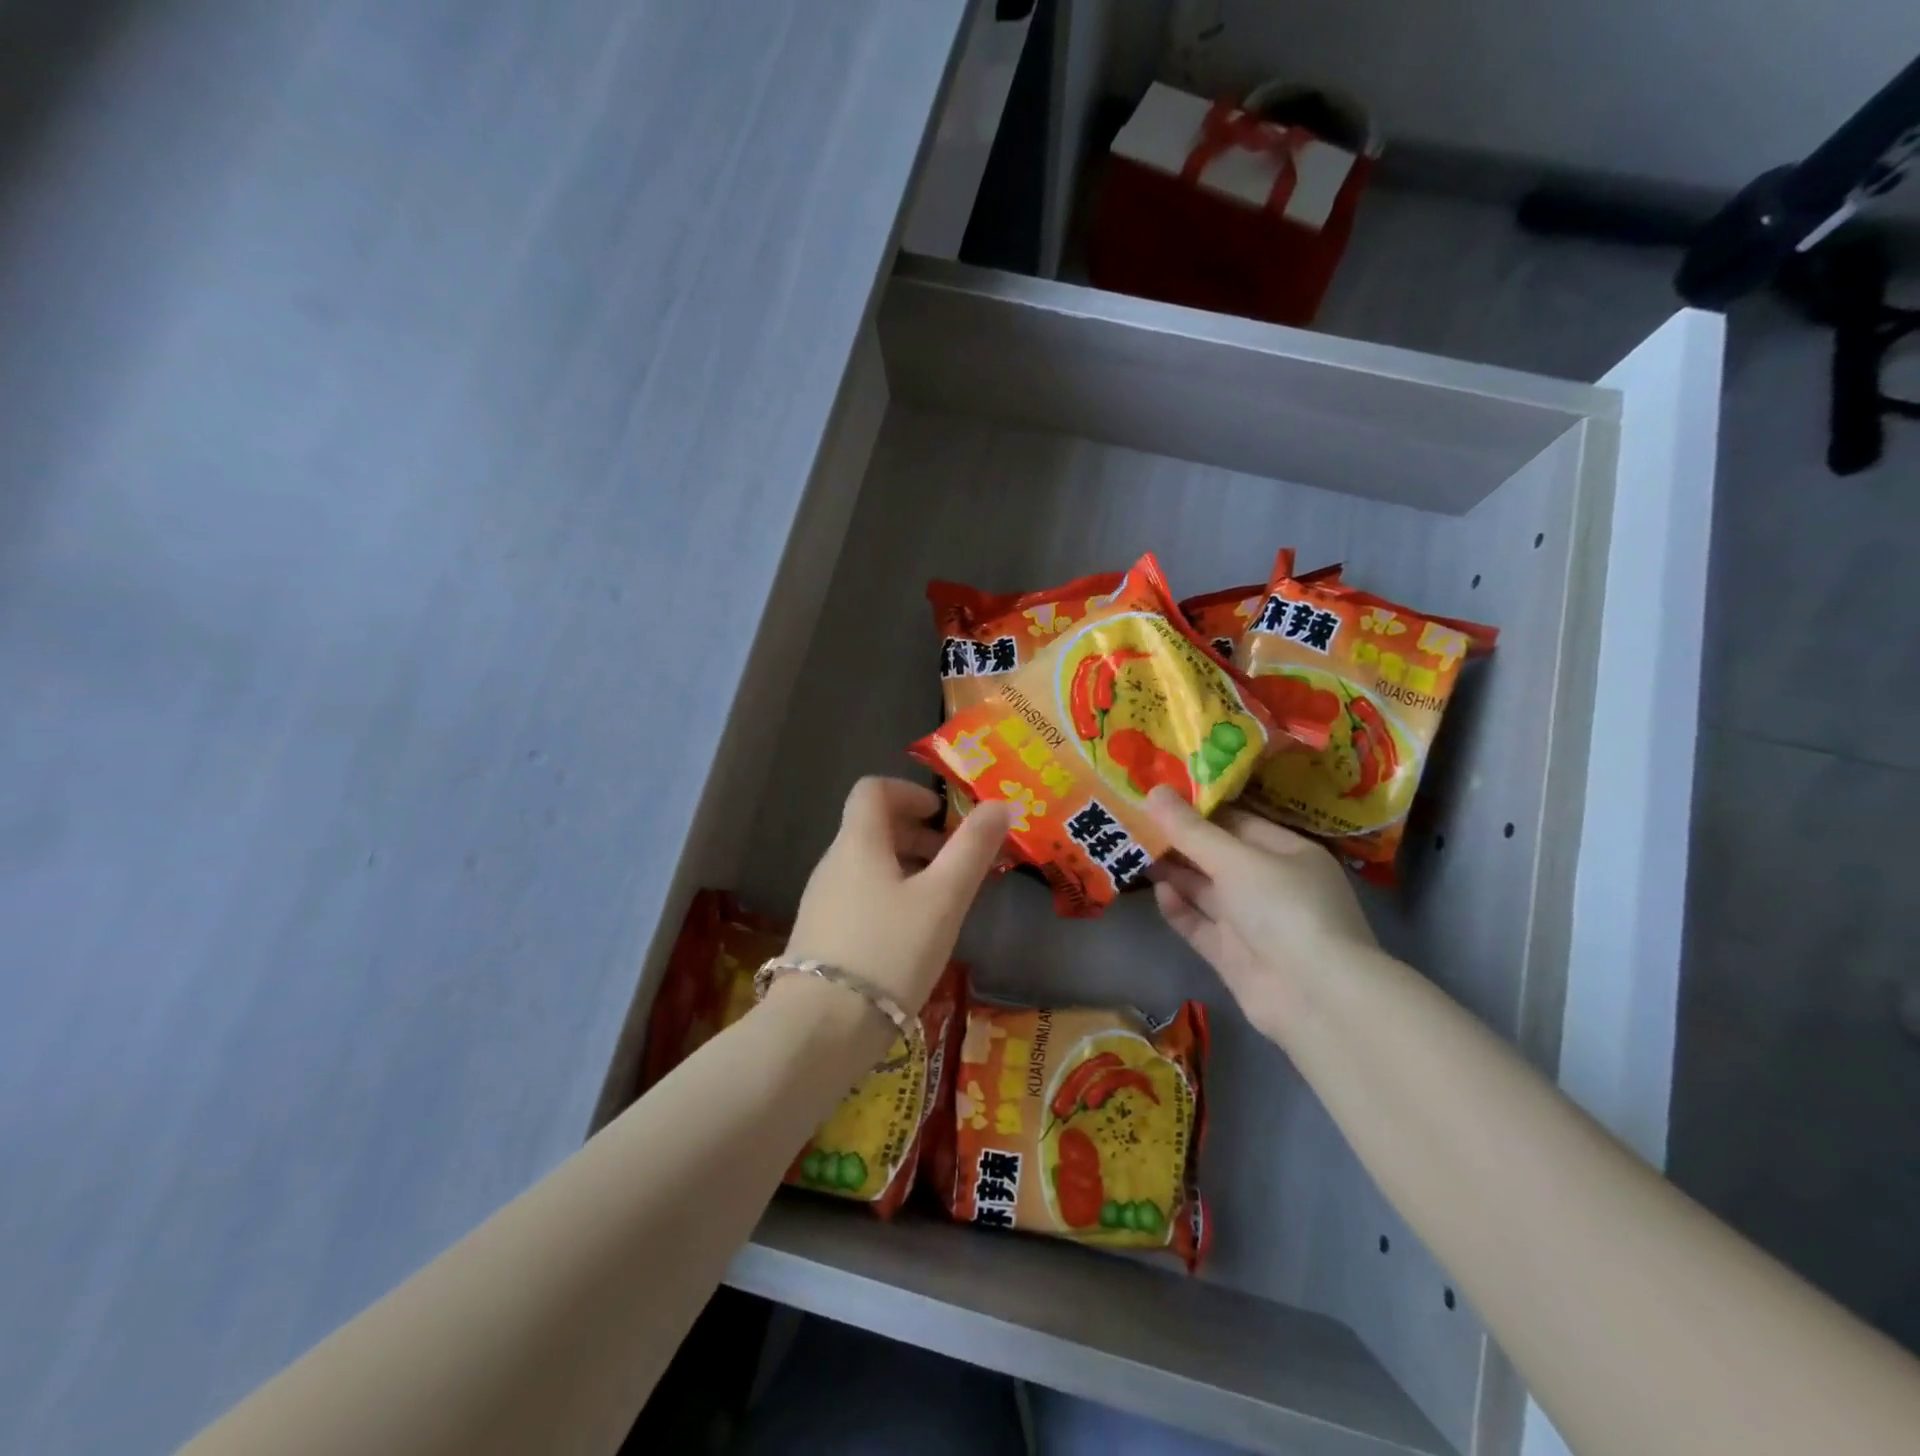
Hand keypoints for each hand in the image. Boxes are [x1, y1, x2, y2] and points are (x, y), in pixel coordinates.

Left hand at [786, 777, 1012, 1012]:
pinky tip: (913, 935)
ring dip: (908, 868)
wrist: (820, 1030)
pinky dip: (891, 897)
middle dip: (918, 834)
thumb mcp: (943, 899)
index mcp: (857, 842)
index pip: (873, 789)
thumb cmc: (889, 951)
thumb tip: (1000, 804)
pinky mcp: (821, 936)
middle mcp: (833, 863)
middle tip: (956, 862)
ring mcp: (822, 901)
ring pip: (868, 865)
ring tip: (943, 902)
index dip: (910, 792)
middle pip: (873, 827)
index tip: (944, 816)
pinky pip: (860, 896)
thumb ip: (973, 849)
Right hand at [1145, 787, 1375, 1037]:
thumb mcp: (1236, 860)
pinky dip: (1179, 909)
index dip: (1197, 810)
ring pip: (1204, 890)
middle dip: (1179, 841)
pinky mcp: (1233, 955)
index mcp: (1287, 853)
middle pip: (1217, 856)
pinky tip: (1158, 892)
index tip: (1157, 796)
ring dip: (1173, 872)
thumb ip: (1191, 830)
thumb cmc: (1284, 909)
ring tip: (1132, 850)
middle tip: (1133, 821)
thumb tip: (1153, 790)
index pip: (1237, 822)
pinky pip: (1200, 925)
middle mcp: (1271, 885)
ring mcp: (1252, 923)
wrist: (1316, 998)